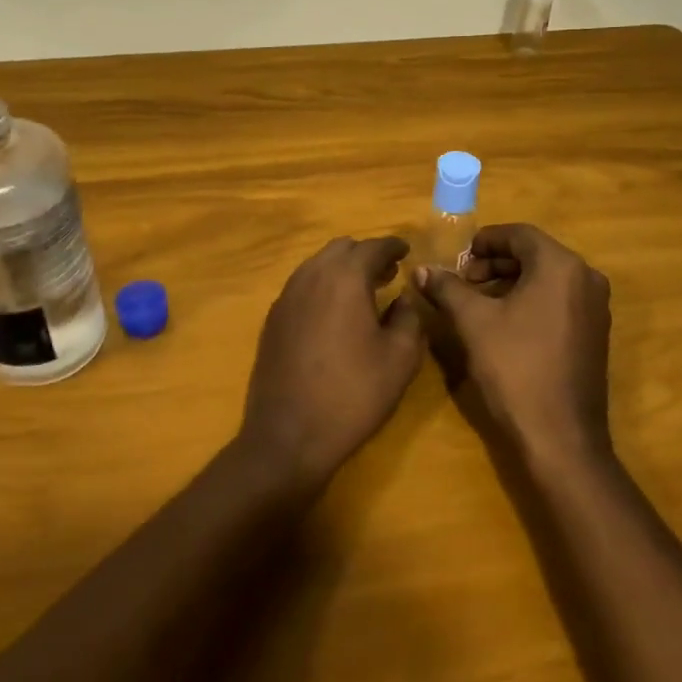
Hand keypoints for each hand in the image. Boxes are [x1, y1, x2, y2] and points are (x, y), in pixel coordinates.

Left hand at [239, 236, 424, 487]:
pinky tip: (334, 312)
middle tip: (388, 273)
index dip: (393, 246)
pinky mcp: (272, 320)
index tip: (406, 251)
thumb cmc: (353, 394)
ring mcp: (286, 297)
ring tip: (363, 291)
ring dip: (342, 269)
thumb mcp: (400, 358)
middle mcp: (310, 277)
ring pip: (317, 265)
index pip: (372, 247)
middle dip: (366, 254)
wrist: (289, 435)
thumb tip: (403, 299)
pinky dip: (322, 286)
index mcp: (344, 279)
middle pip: (340, 249)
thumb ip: (409, 318)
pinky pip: (302, 286)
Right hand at [415, 224, 612, 468]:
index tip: (458, 259)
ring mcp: (595, 308)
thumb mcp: (473, 322)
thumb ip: (447, 288)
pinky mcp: (595, 333)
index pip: (519, 234)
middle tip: (464, 282)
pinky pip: (560, 300)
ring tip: (478, 304)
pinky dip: (531, 300)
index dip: (484, 241)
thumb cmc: (515, 368)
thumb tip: (421, 269)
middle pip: (535, 254)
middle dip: (495, 264)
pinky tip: (505, 324)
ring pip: (547, 278)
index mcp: (561, 266)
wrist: (561, 436)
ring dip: (511, 282)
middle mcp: (586, 278)